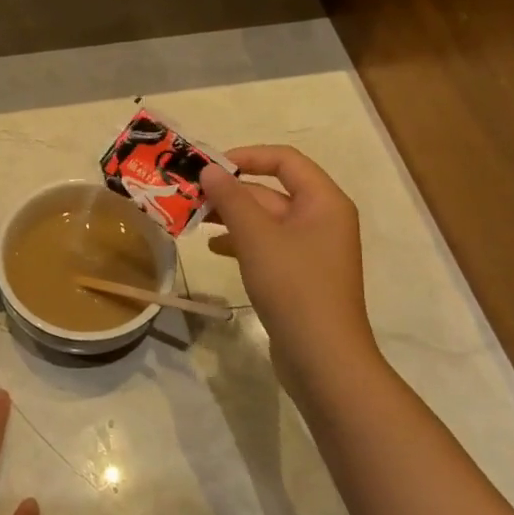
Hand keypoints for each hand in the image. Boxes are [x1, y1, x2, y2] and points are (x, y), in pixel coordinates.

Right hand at [201, 146, 379, 393]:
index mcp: (324, 201)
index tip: (209, 166)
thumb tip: (210, 169)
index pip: (284, 160)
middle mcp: (322, 219)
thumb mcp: (257, 237)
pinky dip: (241, 242)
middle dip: (231, 191)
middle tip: (189, 194)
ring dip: (231, 216)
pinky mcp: (300, 275)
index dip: (246, 156)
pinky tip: (215, 249)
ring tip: (194, 219)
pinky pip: (268, 245)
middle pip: (272, 191)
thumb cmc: (294, 286)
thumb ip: (232, 198)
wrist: (322, 358)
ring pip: (266, 220)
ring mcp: (312, 250)